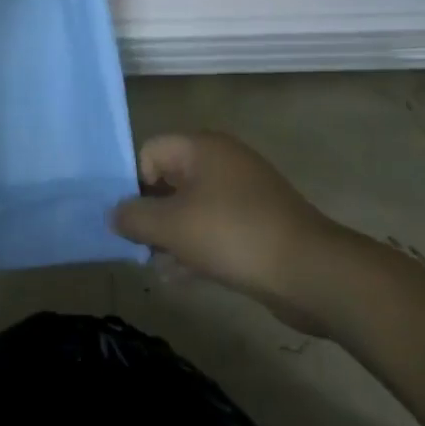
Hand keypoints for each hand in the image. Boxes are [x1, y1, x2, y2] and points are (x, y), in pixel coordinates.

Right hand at [113, 131, 350, 321]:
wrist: (311, 271)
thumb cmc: (233, 235)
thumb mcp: (173, 226)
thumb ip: (134, 217)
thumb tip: (113, 214)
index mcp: (202, 147)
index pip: (150, 151)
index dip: (134, 183)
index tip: (132, 220)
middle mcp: (222, 161)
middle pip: (170, 180)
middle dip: (152, 214)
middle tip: (141, 247)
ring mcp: (244, 192)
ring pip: (193, 208)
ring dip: (173, 236)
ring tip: (160, 268)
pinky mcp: (258, 223)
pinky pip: (216, 228)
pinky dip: (198, 247)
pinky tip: (183, 278)